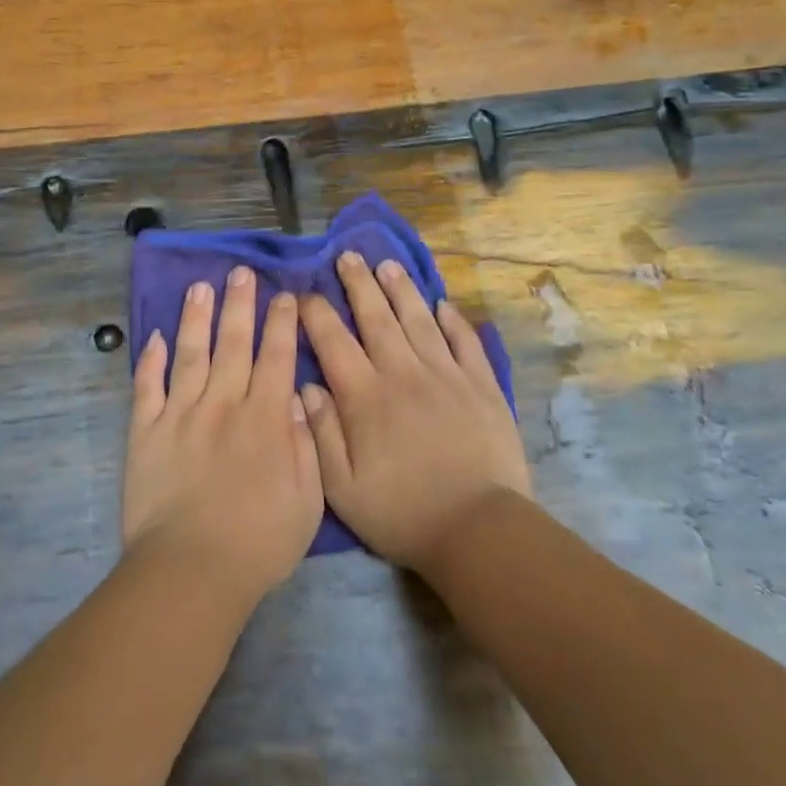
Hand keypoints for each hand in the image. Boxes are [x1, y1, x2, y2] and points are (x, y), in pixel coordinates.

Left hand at [122, 267, 322, 601]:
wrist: (191, 570)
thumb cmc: (258, 542)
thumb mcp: (306, 500)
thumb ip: (304, 444)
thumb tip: (296, 398)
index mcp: (264, 418)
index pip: (276, 356)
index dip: (281, 323)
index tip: (284, 295)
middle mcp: (222, 403)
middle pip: (233, 342)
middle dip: (239, 303)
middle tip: (241, 272)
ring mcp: (180, 413)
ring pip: (189, 352)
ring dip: (195, 317)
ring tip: (199, 287)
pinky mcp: (145, 430)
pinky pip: (146, 386)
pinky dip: (149, 360)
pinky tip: (152, 337)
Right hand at [299, 252, 529, 569]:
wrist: (477, 529)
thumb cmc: (401, 512)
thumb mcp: (342, 487)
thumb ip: (321, 432)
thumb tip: (305, 385)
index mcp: (365, 396)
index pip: (333, 341)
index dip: (316, 313)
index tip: (304, 293)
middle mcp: (403, 373)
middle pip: (376, 317)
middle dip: (359, 284)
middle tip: (348, 256)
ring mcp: (446, 375)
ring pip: (419, 320)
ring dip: (402, 290)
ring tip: (388, 265)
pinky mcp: (481, 385)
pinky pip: (465, 342)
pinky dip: (453, 320)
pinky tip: (443, 304)